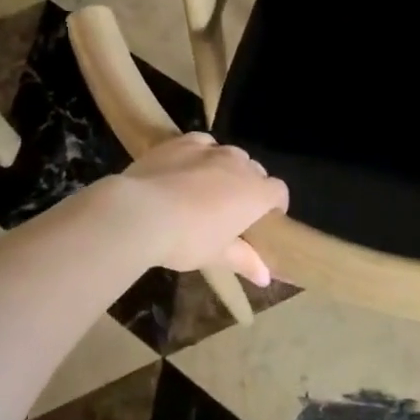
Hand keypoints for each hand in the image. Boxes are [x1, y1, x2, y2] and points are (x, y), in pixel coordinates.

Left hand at [115, 133, 289, 285]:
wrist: (140, 212)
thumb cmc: (187, 239)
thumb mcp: (217, 256)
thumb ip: (245, 261)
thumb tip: (265, 278)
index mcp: (255, 193)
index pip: (279, 191)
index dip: (276, 204)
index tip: (265, 219)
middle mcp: (239, 165)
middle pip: (255, 171)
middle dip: (250, 186)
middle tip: (232, 210)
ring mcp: (210, 149)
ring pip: (229, 154)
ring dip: (227, 168)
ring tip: (208, 188)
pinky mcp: (182, 142)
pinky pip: (202, 143)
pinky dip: (201, 154)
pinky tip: (187, 168)